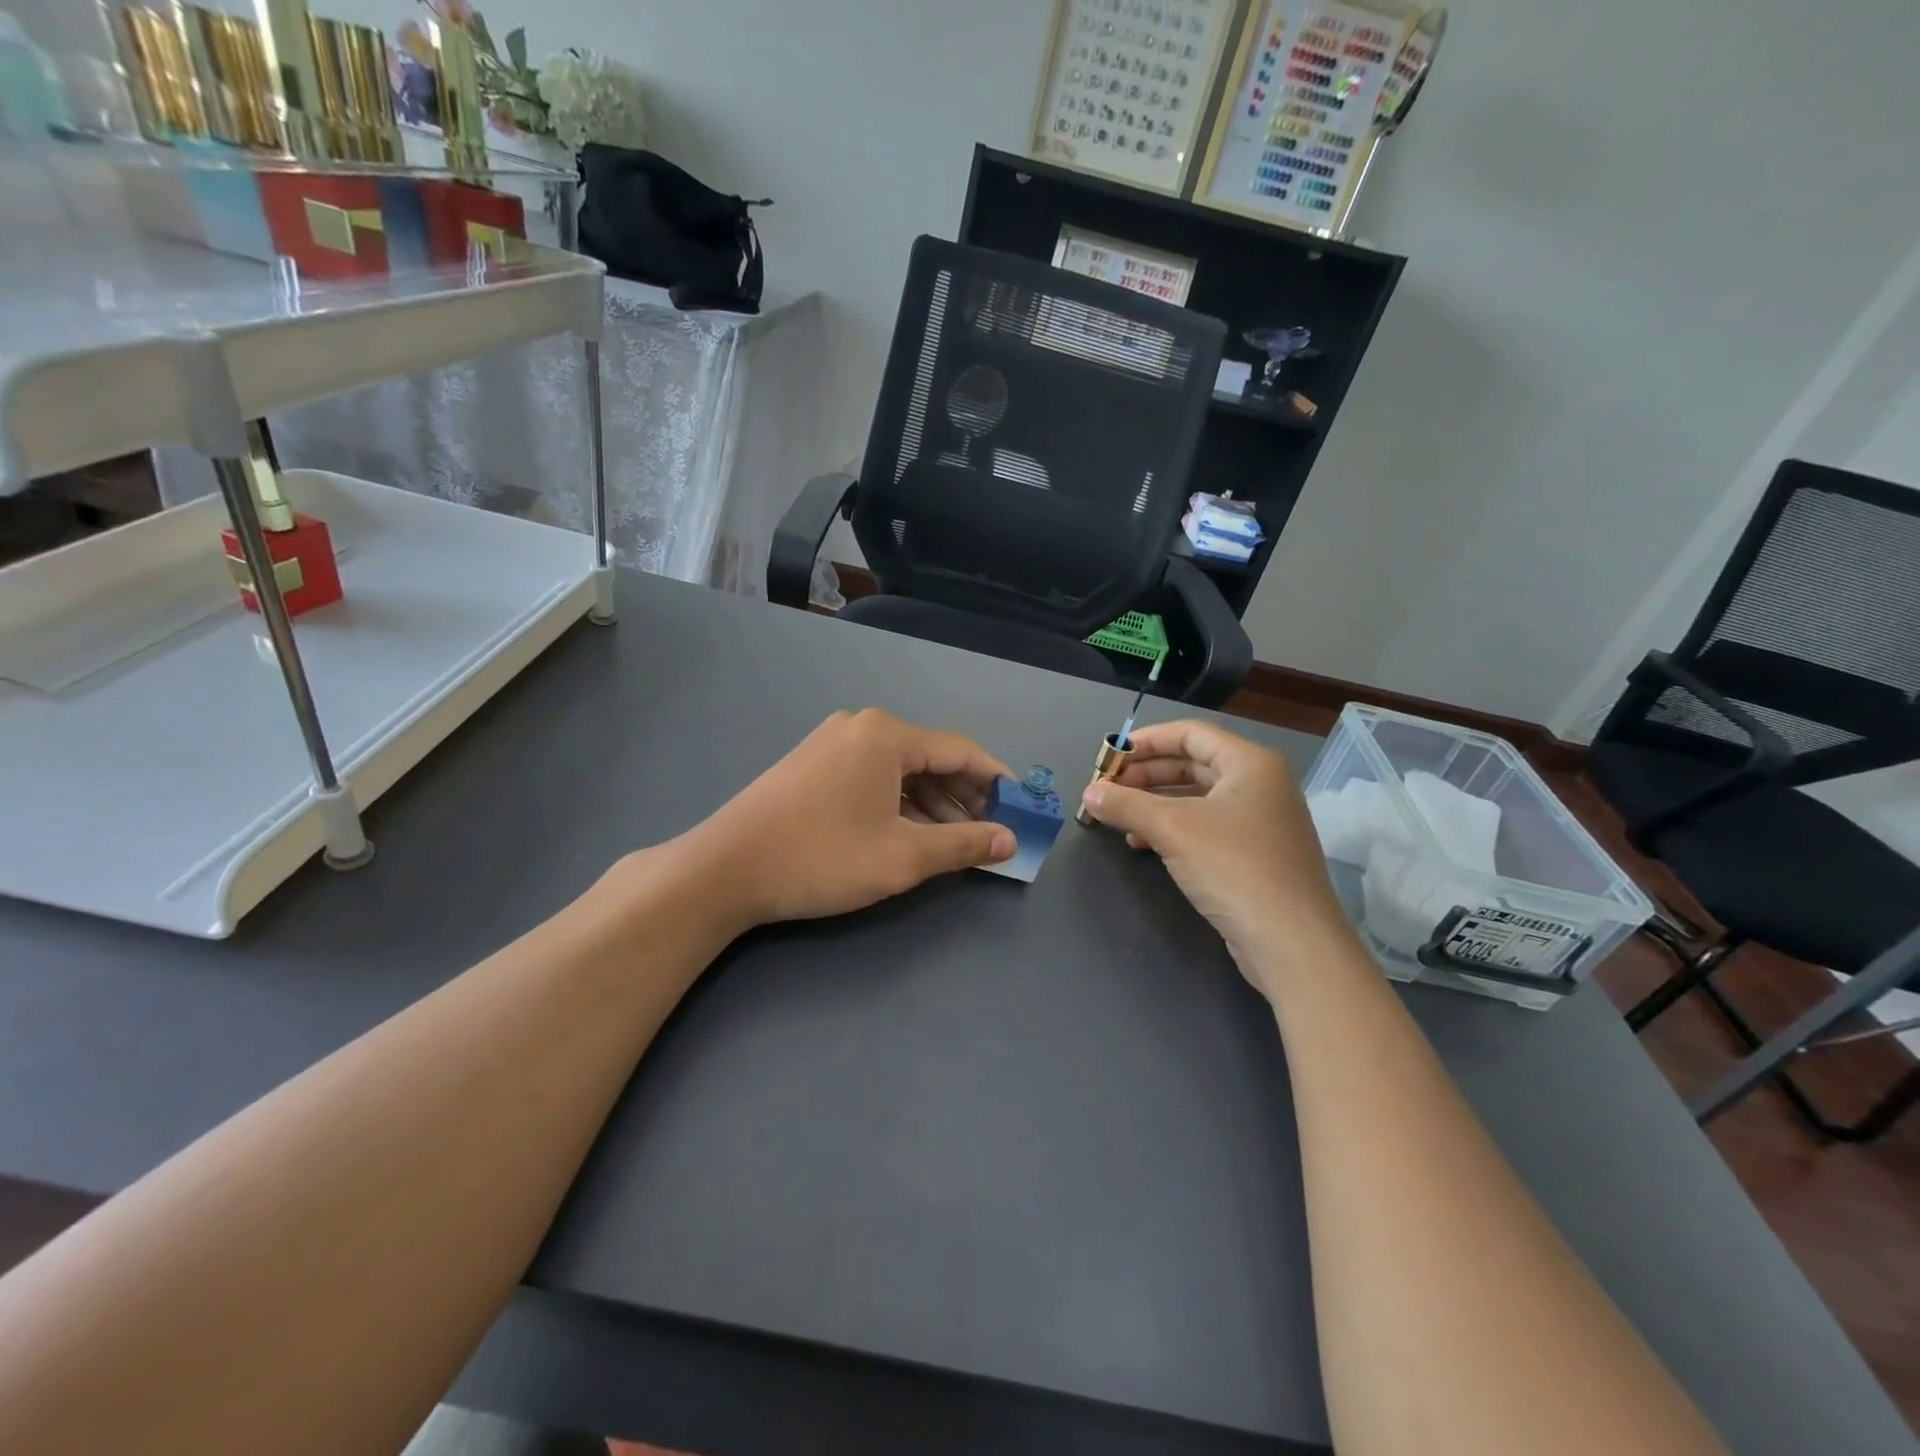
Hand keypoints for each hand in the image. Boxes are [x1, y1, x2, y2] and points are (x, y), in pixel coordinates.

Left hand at [686, 708, 1016, 927]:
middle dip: (966, 795)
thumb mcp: (902, 856)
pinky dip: (900, 802)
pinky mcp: (812, 765)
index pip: (962, 751)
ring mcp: (832, 743)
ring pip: (901, 769)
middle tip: (991, 832)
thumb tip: (1009, 841)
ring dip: (934, 803)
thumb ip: (963, 844)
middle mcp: (862, 727)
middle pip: (931, 757)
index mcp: (887, 734)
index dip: (998, 780)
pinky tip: (911, 833)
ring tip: (956, 841)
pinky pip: (873, 776)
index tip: (1023, 808)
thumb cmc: (822, 857)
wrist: (725, 869)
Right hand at [1079, 720, 1350, 993]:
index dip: (1146, 741)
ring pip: (1196, 798)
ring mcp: (1260, 821)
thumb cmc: (1234, 867)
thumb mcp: (1173, 829)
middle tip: (1107, 788)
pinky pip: (1205, 827)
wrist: (1291, 942)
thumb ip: (1126, 804)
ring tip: (1117, 815)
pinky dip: (1172, 829)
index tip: (1109, 756)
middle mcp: (1260, 784)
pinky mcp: (1254, 855)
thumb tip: (1088, 793)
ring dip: (1154, 803)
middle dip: (1146, 774)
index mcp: (1250, 763)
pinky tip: (1141, 844)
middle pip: (1192, 764)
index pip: (1190, 733)